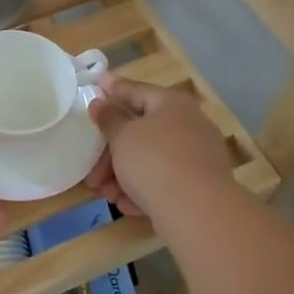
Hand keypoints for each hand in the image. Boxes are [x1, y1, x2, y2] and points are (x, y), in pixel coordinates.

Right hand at [86, 77, 235, 219]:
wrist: (197, 210)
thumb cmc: (153, 161)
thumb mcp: (121, 137)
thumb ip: (108, 118)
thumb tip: (100, 102)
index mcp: (171, 103)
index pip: (136, 90)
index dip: (113, 88)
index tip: (96, 84)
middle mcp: (189, 124)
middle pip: (142, 131)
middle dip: (112, 152)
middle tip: (91, 169)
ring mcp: (198, 155)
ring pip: (152, 159)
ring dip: (124, 175)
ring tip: (106, 194)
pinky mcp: (201, 185)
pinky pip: (165, 180)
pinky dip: (144, 189)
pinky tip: (126, 205)